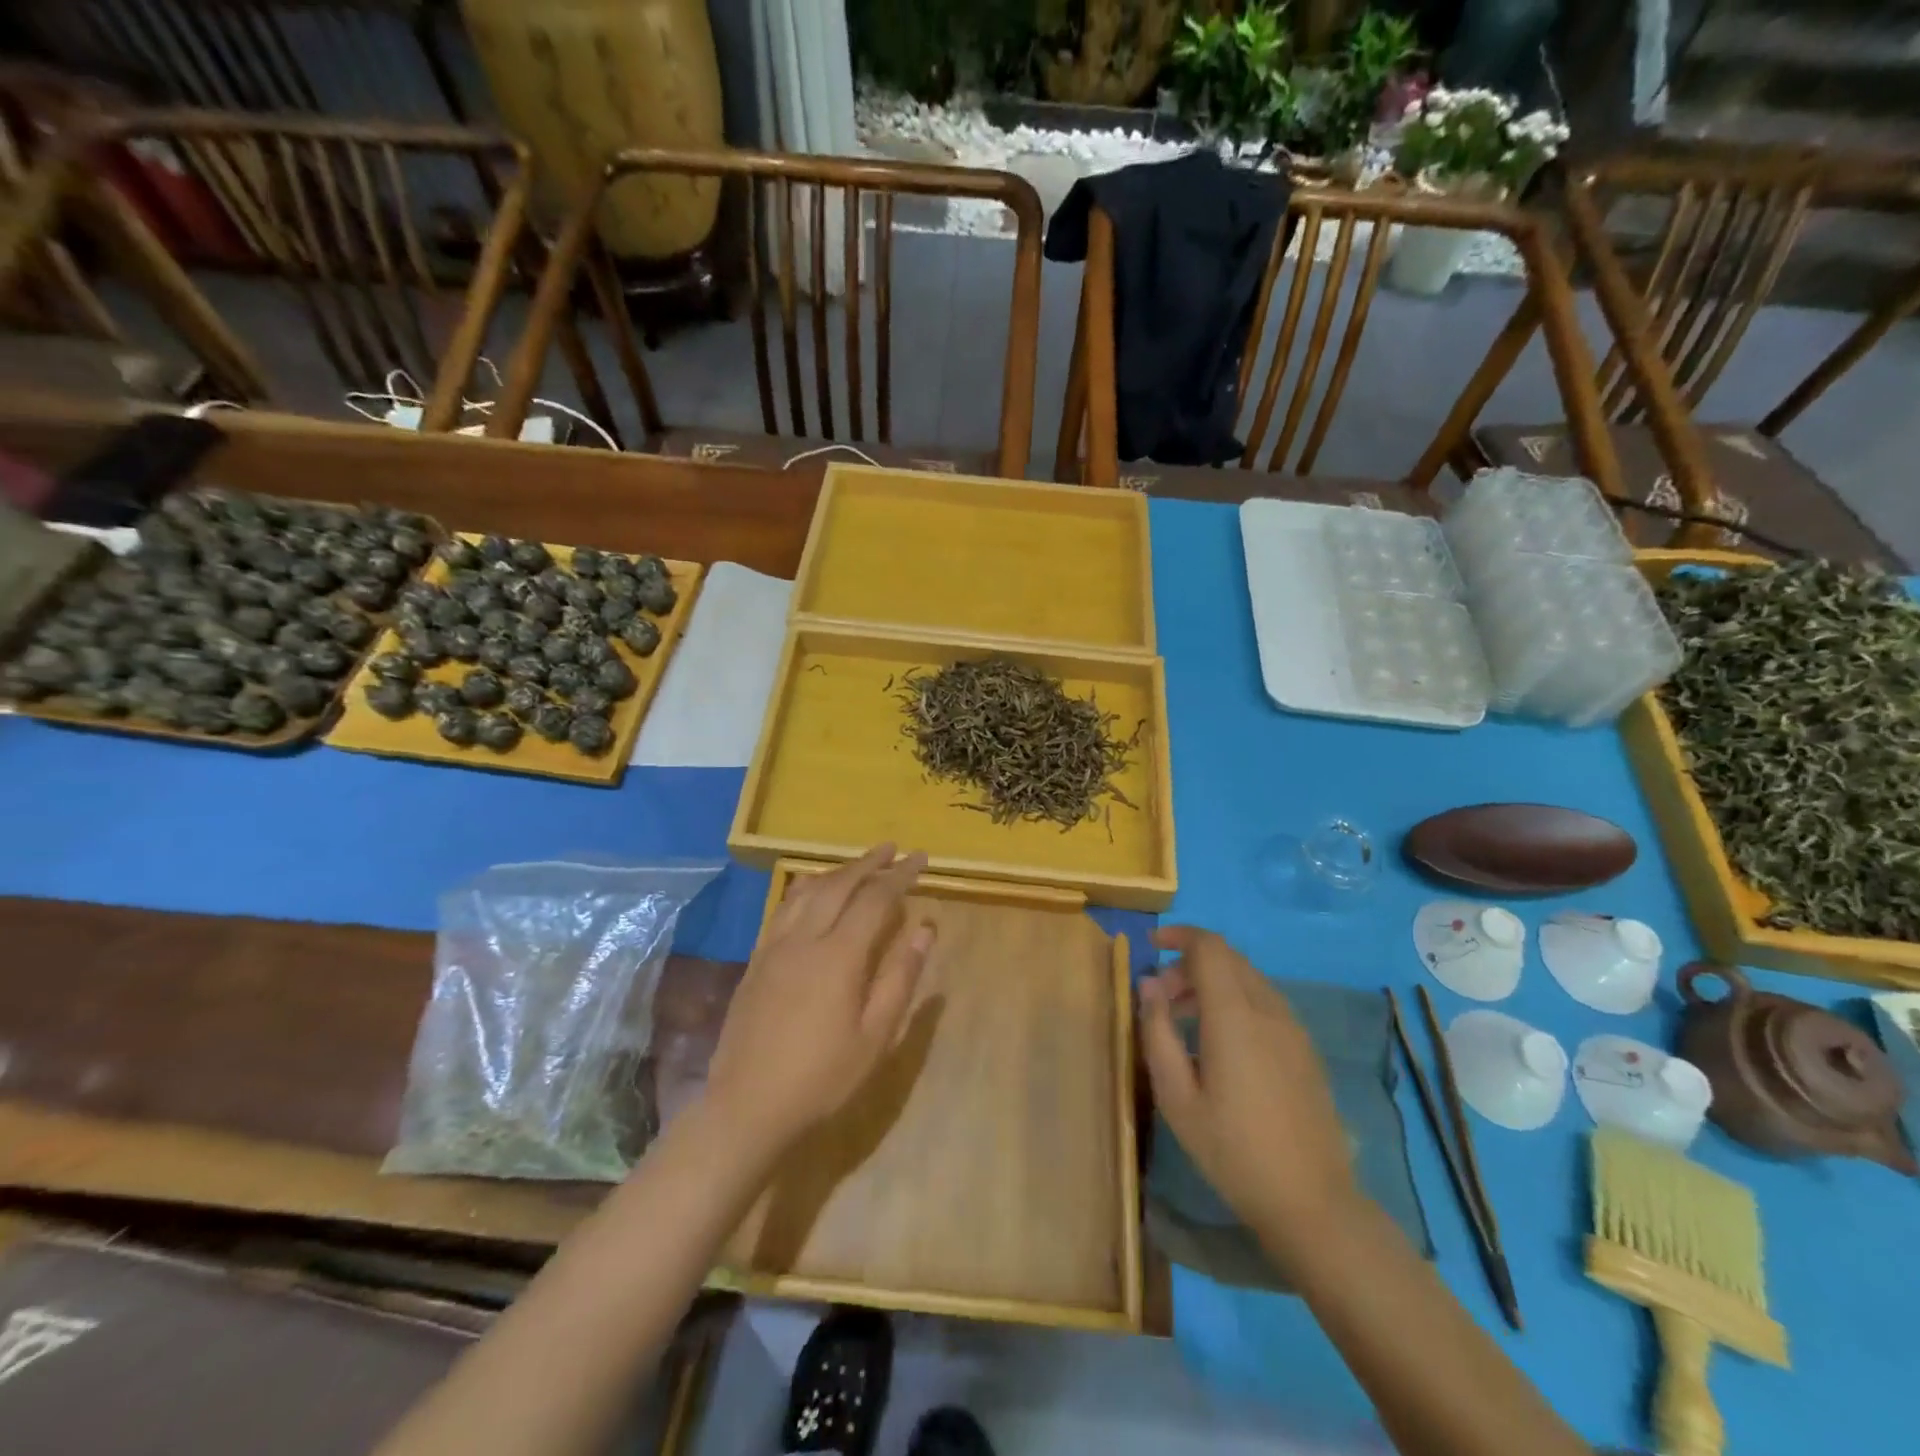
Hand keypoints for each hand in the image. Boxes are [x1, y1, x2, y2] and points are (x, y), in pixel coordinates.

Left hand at [704, 845, 934, 1157]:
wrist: (747, 1106)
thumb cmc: (822, 1078)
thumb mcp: (875, 1036)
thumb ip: (901, 977)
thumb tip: (925, 927)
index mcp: (839, 956)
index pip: (876, 899)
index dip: (900, 875)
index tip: (920, 858)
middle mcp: (804, 939)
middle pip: (839, 884)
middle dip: (869, 863)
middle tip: (892, 849)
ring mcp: (774, 947)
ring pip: (807, 891)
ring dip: (836, 871)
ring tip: (858, 865)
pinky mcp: (756, 960)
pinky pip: (783, 908)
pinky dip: (805, 888)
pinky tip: (812, 892)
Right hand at [1139, 926, 1359, 1270]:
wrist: (1312, 1201)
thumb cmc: (1233, 1149)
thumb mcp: (1177, 1096)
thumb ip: (1158, 1032)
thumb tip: (1149, 985)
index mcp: (1235, 1015)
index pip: (1209, 947)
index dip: (1179, 936)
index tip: (1152, 945)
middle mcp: (1268, 1009)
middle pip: (1228, 958)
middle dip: (1189, 963)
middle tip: (1161, 998)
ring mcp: (1292, 1028)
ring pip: (1247, 978)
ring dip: (1212, 982)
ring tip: (1184, 1020)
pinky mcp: (1305, 1048)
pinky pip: (1264, 1002)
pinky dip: (1235, 1000)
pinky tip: (1220, 1042)